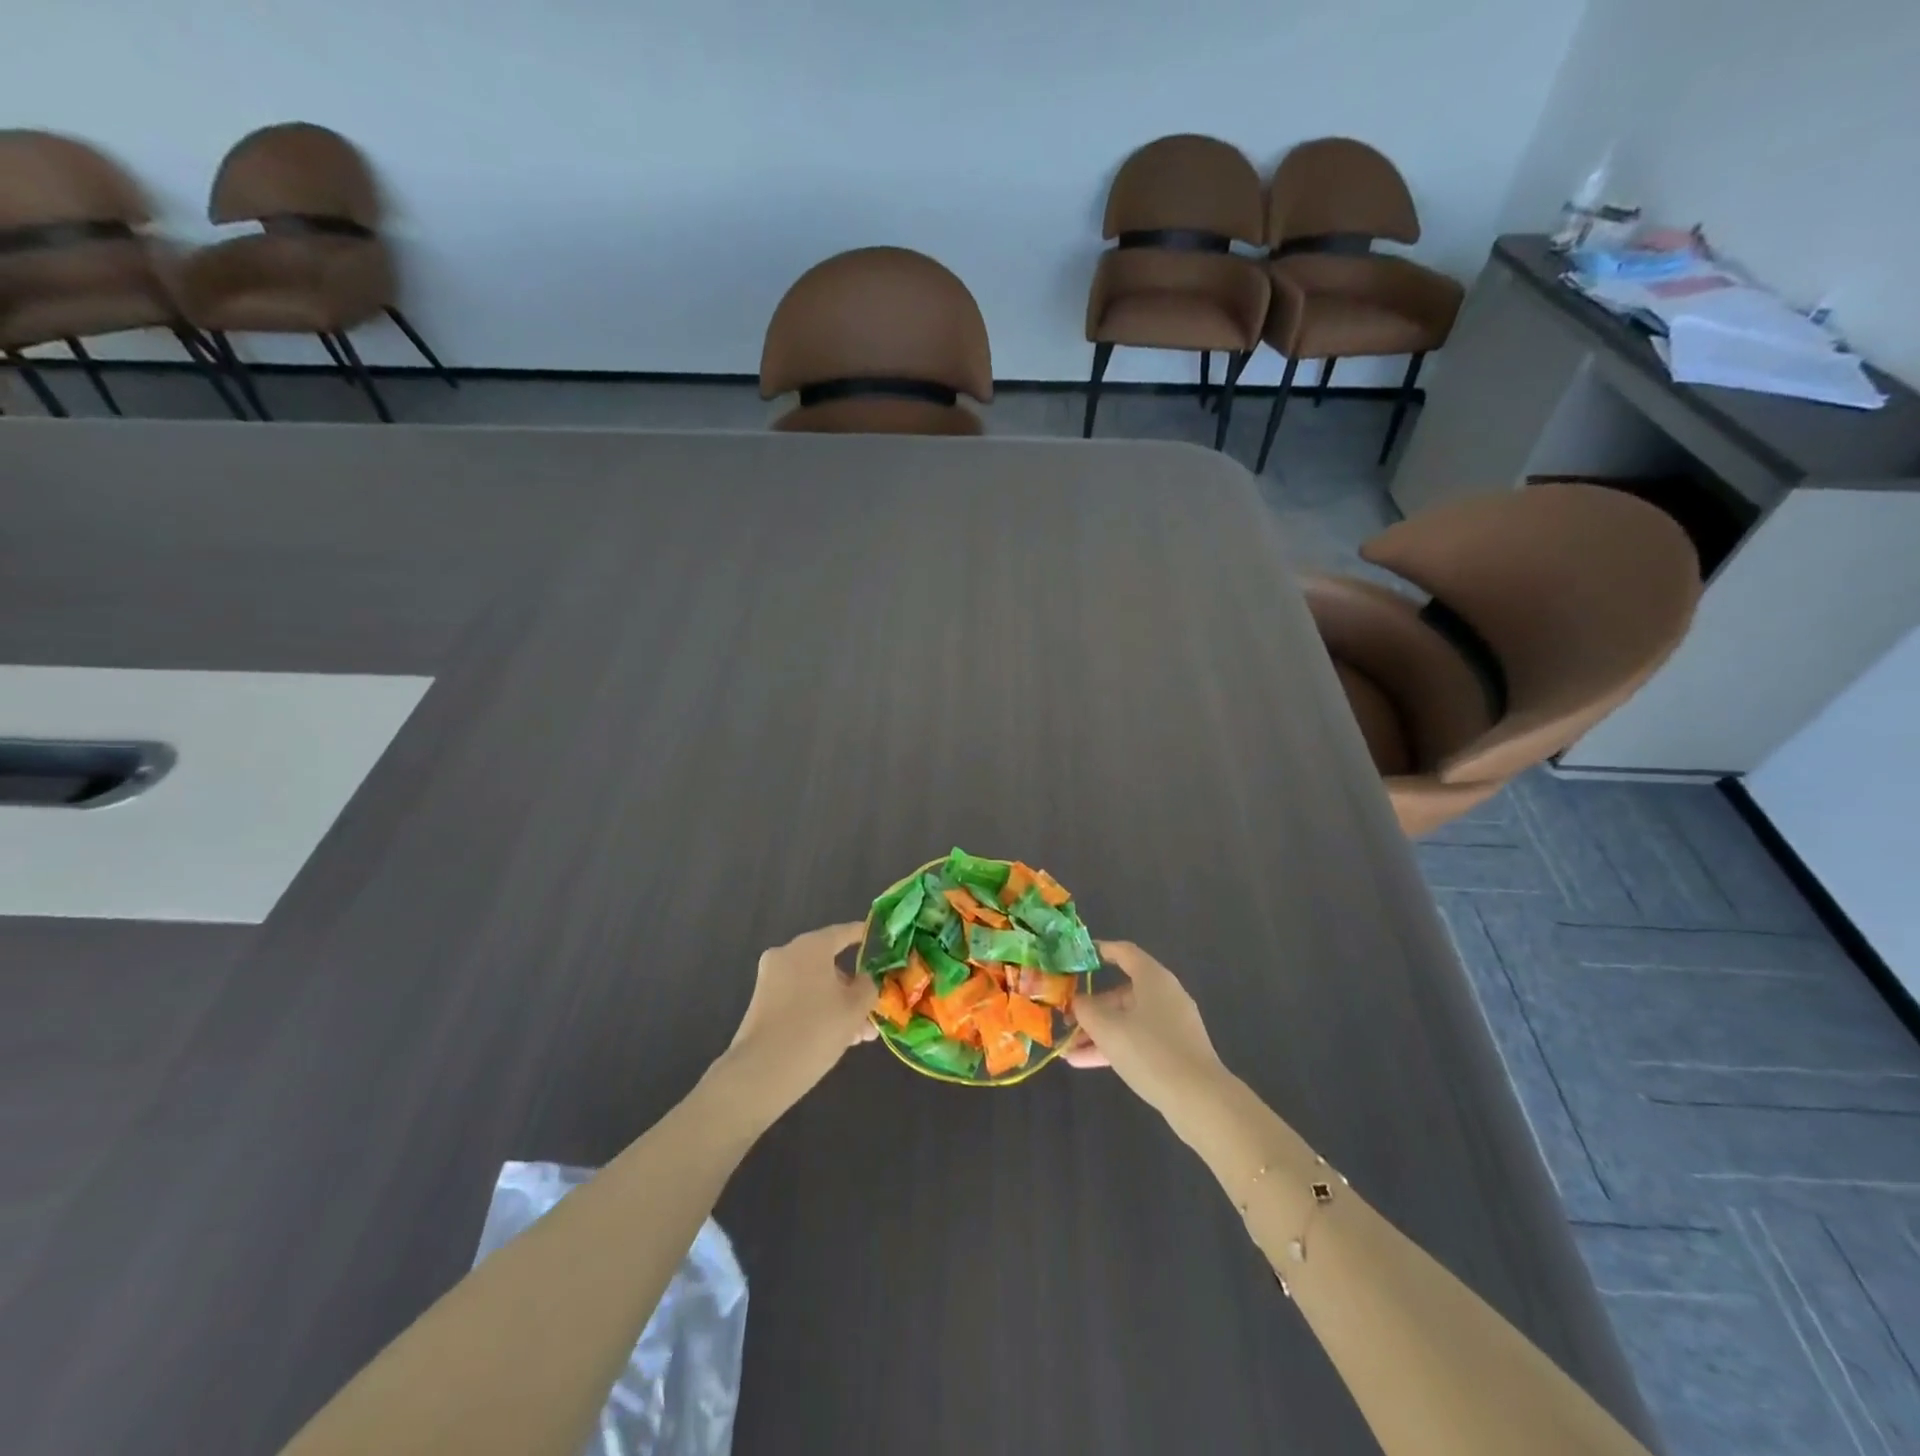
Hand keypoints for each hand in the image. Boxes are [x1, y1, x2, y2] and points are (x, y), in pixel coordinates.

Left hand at [717, 922, 877, 1115]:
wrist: (762, 1072)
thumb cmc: (816, 1029)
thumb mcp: (855, 1008)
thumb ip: (867, 987)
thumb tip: (864, 980)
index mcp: (810, 946)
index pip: (844, 933)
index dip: (865, 936)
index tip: (881, 942)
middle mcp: (787, 955)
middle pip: (829, 964)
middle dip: (853, 988)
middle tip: (874, 1008)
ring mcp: (771, 980)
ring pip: (815, 985)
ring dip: (839, 1005)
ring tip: (861, 1035)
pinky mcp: (762, 1005)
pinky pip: (799, 999)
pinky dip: (819, 1011)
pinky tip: (840, 1039)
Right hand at [1064, 941, 1227, 1111]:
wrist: (1200, 1100)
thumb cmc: (1150, 1051)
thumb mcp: (1108, 1028)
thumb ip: (1086, 1010)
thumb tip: (1078, 1002)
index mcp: (1153, 978)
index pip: (1124, 952)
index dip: (1100, 950)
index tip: (1077, 956)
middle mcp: (1164, 995)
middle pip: (1121, 992)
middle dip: (1091, 1007)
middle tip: (1066, 1019)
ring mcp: (1171, 1025)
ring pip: (1127, 1020)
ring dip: (1098, 1032)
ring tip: (1068, 1048)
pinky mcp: (1174, 1051)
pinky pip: (1137, 1040)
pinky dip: (1114, 1047)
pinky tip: (1084, 1063)